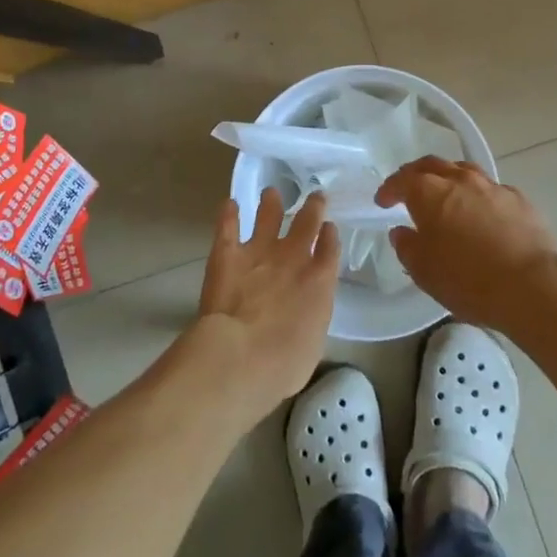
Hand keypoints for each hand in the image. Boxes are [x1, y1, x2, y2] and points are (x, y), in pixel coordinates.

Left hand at [195, 188, 339, 422]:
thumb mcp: (312, 343)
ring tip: (271, 192)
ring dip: (271, 203)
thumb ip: (310, 318)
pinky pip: (228, 226)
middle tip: (315, 195)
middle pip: (307, 222)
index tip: (329, 226)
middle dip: (312, 207)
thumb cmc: (283, 363)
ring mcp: (259, 251)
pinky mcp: (227, 254)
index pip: (330, 248)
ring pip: (268, 216)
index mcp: (319, 281)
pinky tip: (228, 204)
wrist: (241, 355)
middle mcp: (293, 258)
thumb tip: (303, 313)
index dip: (330, 234)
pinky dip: (228, 214)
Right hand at [376, 158, 556, 338]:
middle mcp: (461, 180)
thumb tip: (402, 232)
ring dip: (449, 179)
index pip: (403, 180)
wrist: (532, 286)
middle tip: (408, 189)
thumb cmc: (468, 279)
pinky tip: (481, 214)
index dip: (389, 189)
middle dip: (416, 174)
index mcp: (430, 193)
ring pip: (464, 171)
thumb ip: (407, 247)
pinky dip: (478, 196)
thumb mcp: (424, 271)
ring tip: (445, 195)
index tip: (382, 201)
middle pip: (433, 165)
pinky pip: (491, 190)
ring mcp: (493, 187)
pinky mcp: (519, 200)